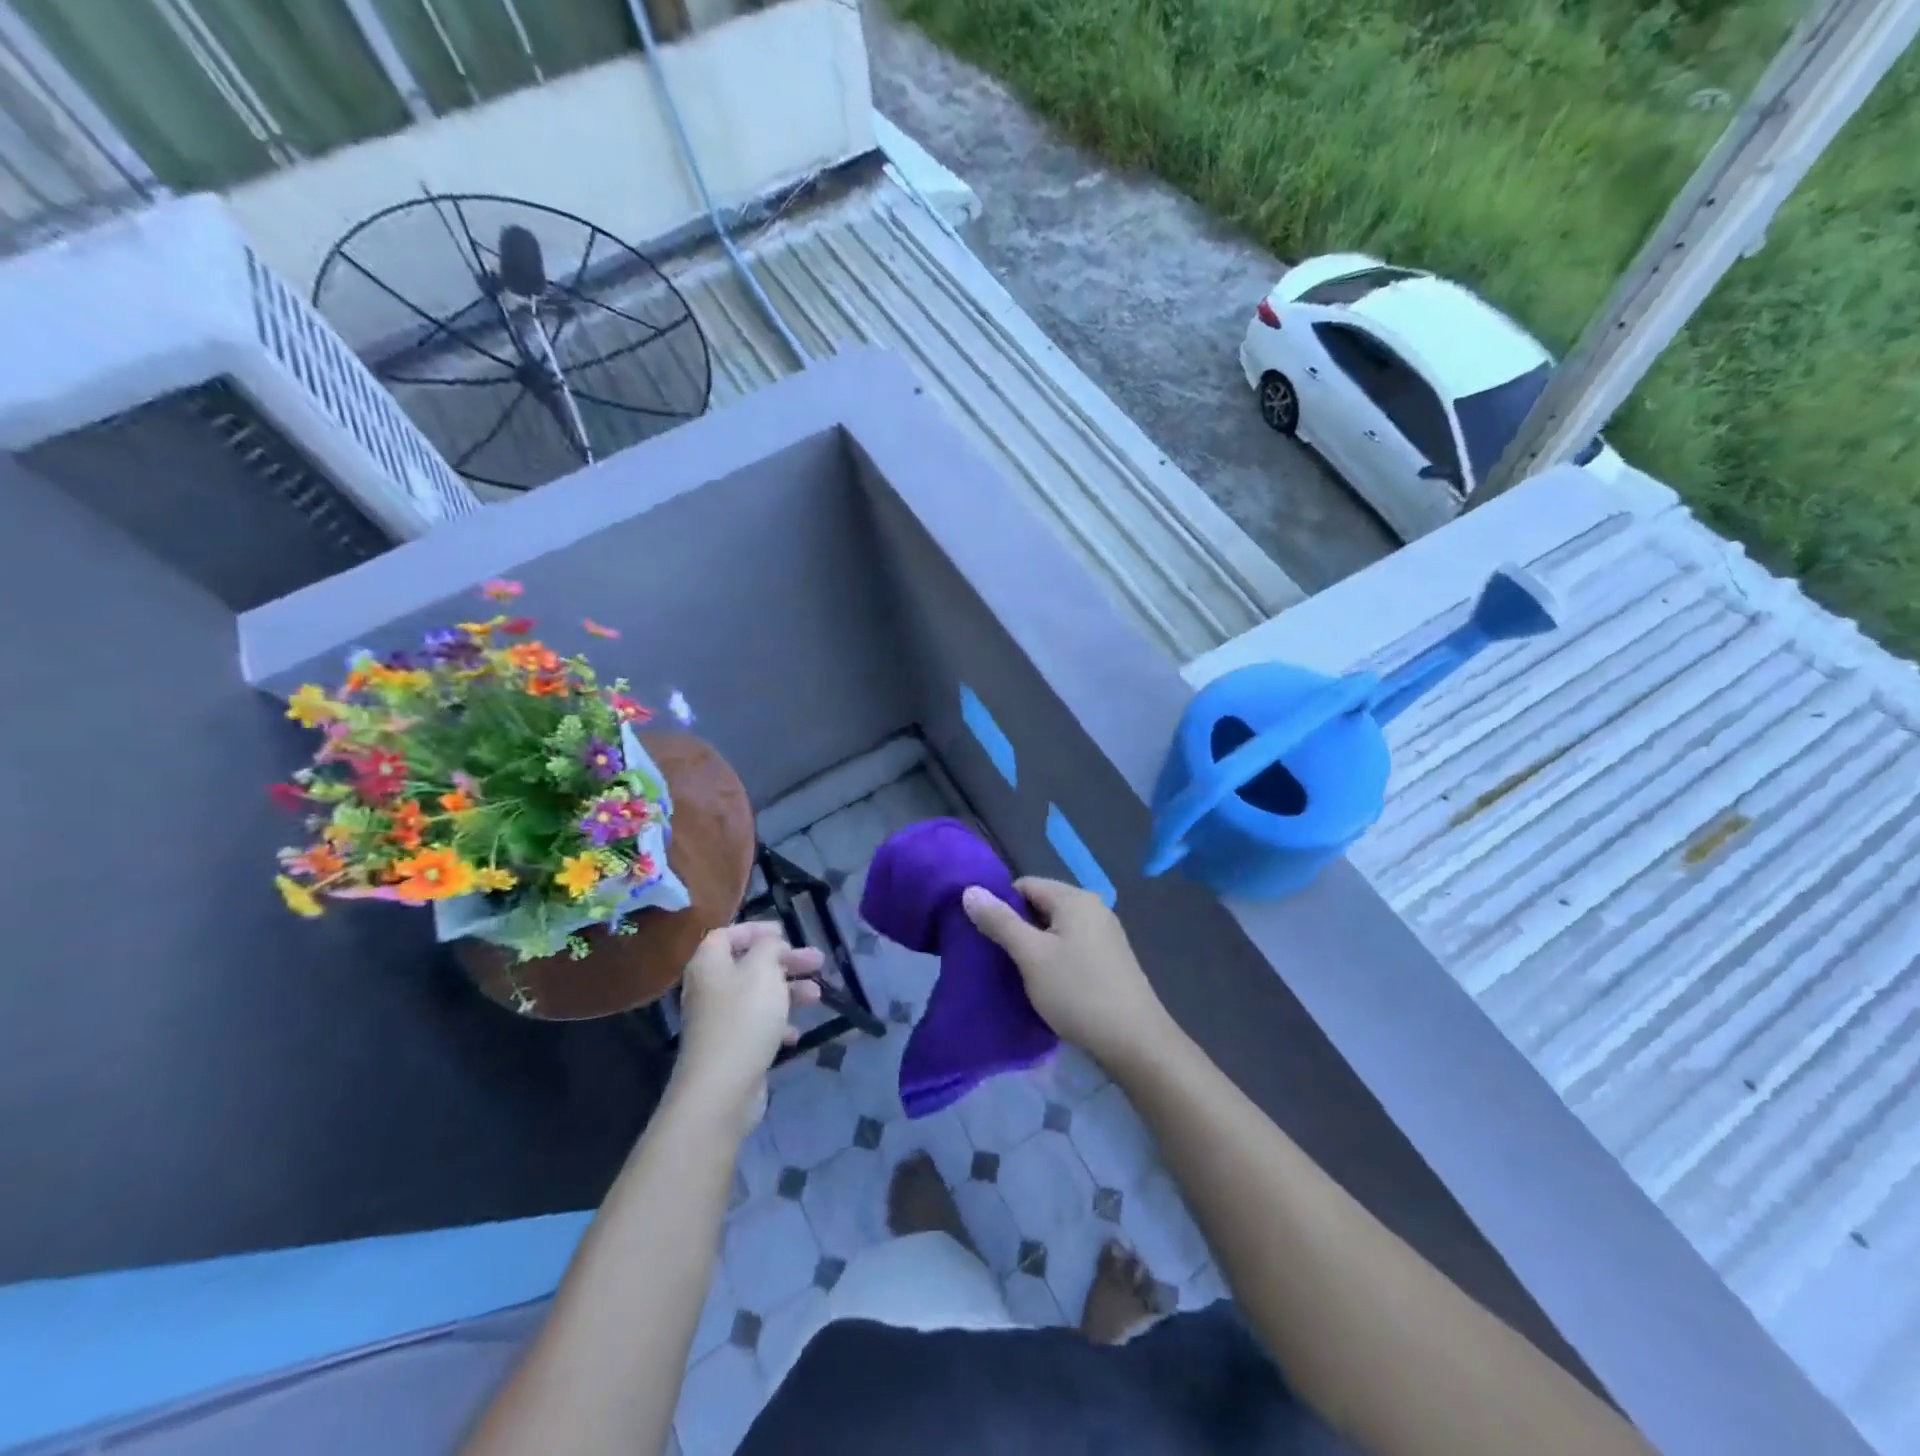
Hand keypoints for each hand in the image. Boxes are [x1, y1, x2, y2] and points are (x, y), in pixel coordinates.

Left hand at [672, 922, 821, 1134]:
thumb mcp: (762, 970)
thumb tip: (770, 945)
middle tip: (817, 961)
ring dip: (789, 992)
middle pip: (749, 965)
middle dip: (785, 962)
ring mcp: (719, 1021)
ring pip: (758, 996)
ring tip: (817, 996)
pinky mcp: (731, 1049)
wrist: (721, 1089)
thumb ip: (769, 948)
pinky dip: (778, 1025)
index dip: (756, 930)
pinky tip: (796, 1034)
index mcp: (709, 965)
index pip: (727, 934)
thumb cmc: (743, 1018)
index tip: (785, 932)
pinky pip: (757, 1027)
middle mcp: (710, 989)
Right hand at [961, 877, 1170, 1066]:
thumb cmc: (1078, 992)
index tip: (986, 936)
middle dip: (1017, 927)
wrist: (1135, 1041)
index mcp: (1075, 899)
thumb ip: (1000, 922)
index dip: (1001, 906)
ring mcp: (1105, 934)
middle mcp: (1093, 908)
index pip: (1025, 885)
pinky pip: (1072, 946)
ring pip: (1056, 929)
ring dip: (1035, 946)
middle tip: (998, 958)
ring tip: (1019, 974)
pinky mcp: (1110, 959)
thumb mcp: (1031, 956)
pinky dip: (1054, 958)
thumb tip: (970, 890)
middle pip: (1041, 905)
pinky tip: (1047, 984)